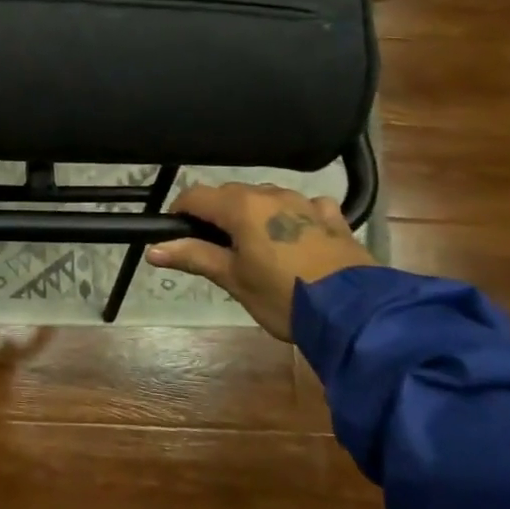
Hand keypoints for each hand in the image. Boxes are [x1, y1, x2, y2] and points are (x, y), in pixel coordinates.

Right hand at [146, 183, 372, 340]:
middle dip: (216, 215)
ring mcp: (305, 202)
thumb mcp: (234, 279)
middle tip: (215, 250)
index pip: (195, 196)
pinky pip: (305, 206)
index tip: (176, 236)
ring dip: (254, 214)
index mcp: (240, 206)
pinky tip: (297, 236)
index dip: (180, 212)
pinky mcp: (333, 217)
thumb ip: (194, 257)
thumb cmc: (283, 296)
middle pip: (230, 194)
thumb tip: (153, 249)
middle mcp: (270, 194)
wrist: (356, 314)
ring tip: (255, 247)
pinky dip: (293, 215)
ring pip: (266, 197)